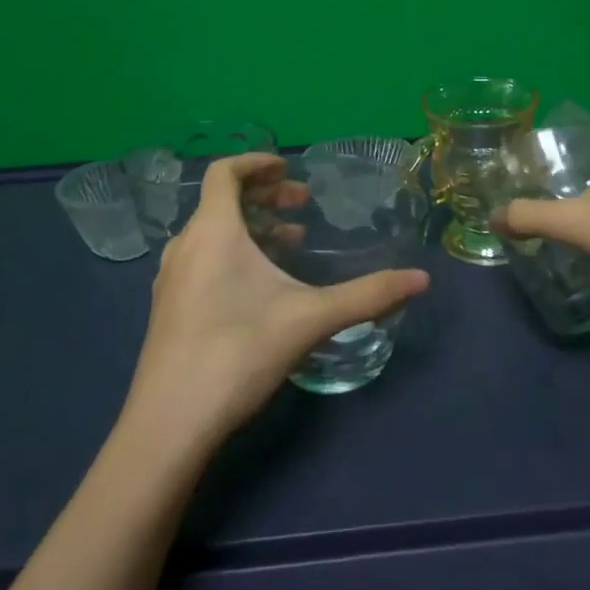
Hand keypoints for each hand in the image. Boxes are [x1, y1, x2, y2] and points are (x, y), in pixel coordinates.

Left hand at [126, 154, 429, 443]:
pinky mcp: (167, 310)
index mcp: (213, 231)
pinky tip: (258, 288)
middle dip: (264, 196)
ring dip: (250, 226)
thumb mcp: (310, 318)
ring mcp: (170, 280)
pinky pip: (201, 259)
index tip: (289, 169)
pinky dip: (232, 253)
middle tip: (302, 207)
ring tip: (288, 243)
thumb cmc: (237, 353)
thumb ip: (367, 295)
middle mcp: (185, 246)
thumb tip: (422, 280)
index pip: (224, 172)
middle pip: (221, 201)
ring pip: (212, 232)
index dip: (256, 162)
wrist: (168, 427)